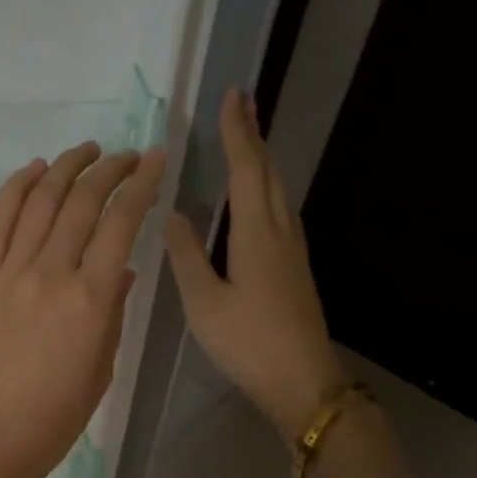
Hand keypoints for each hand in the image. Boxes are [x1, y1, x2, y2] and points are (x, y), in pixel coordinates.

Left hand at [0, 142, 167, 477]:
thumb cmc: (56, 417)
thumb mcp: (102, 367)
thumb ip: (114, 311)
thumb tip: (121, 270)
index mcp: (91, 300)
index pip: (121, 223)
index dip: (142, 184)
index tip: (156, 161)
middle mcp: (51, 274)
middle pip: (82, 201)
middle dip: (110, 168)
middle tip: (127, 155)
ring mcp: (9, 274)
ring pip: (39, 202)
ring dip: (65, 167)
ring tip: (85, 151)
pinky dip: (15, 189)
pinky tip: (34, 170)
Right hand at [164, 88, 345, 440]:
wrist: (303, 381)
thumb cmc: (248, 343)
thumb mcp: (204, 302)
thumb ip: (187, 255)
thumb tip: (173, 212)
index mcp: (257, 234)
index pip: (246, 169)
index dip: (237, 133)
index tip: (232, 95)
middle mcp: (281, 232)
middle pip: (269, 172)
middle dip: (253, 136)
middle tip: (240, 105)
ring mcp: (294, 250)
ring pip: (279, 190)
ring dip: (261, 160)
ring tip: (245, 140)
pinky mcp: (295, 267)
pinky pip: (280, 210)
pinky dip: (266, 187)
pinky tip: (257, 197)